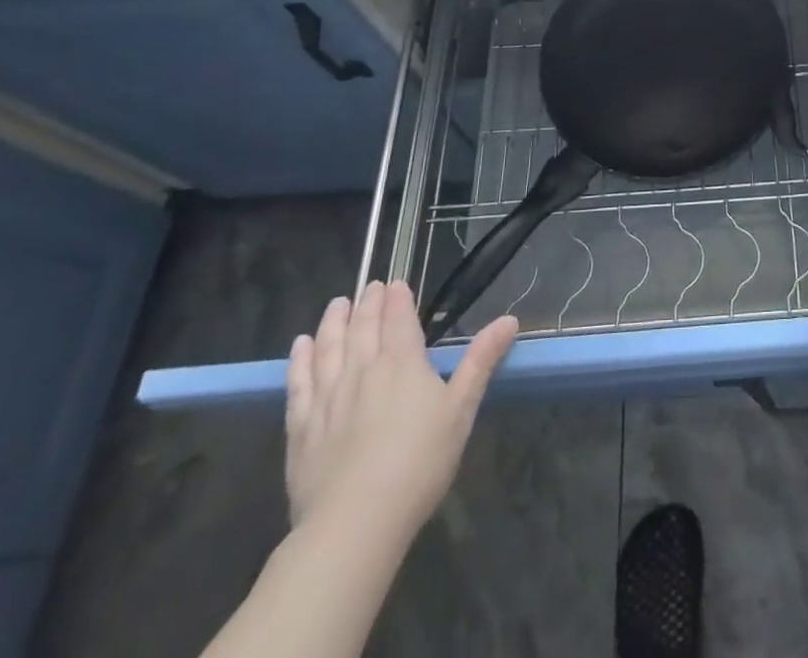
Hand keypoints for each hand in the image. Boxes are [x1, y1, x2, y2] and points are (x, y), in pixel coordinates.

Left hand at [285, 281, 517, 542]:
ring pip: (329, 347)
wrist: (355, 524)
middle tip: (370, 286)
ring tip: (337, 304)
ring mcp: (327, 398)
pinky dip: (299, 360)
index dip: (398, 298)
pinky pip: (298, 383)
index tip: (397, 283)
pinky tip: (301, 346)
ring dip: (333, 322)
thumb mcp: (461, 410)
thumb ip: (481, 361)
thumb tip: (509, 319)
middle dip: (368, 303)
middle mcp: (362, 370)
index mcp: (402, 363)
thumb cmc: (419, 464)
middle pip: (363, 327)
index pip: (398, 318)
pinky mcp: (301, 428)